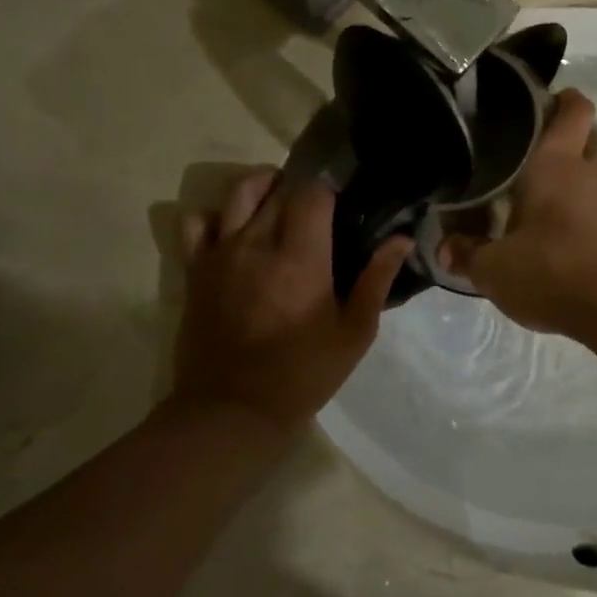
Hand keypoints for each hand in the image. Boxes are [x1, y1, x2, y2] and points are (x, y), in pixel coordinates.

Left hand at [170, 169, 410, 428]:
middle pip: (279, 189)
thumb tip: (401, 238)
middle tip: (317, 213)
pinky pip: (195, 221)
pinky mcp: (195, 269)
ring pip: (238, 192)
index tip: (341, 209)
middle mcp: (258, 243)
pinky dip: (214, 215)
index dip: (330, 193)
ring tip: (277, 200)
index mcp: (301, 257)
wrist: (233, 409)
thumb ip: (376, 279)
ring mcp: (221, 253)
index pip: (313, 193)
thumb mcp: (354, 332)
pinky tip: (232, 229)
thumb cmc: (303, 373)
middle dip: (300, 191)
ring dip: (262, 186)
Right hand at [437, 90, 596, 339]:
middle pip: (586, 140)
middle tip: (524, 157)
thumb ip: (466, 254)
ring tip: (529, 205)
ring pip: (590, 178)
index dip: (560, 98)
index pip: (573, 109)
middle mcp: (588, 175)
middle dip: (562, 142)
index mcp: (556, 164)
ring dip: (567, 185)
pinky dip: (576, 217)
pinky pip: (595, 211)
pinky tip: (550, 240)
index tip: (536, 103)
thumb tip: (444, 248)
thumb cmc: (553, 271)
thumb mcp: (494, 269)